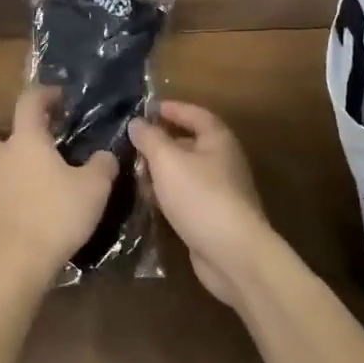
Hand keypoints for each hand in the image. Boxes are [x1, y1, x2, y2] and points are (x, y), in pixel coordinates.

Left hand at [0, 86, 118, 290]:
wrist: (18, 263)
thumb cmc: (57, 215)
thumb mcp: (94, 188)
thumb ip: (102, 166)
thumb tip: (106, 155)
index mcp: (26, 142)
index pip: (29, 102)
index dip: (43, 94)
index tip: (57, 97)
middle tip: (17, 143)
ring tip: (2, 177)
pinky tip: (1, 210)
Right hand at [128, 101, 285, 307]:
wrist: (232, 254)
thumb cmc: (200, 197)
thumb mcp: (168, 161)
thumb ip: (150, 139)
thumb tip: (137, 122)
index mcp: (218, 139)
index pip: (194, 113)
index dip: (170, 108)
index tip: (145, 109)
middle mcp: (222, 160)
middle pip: (188, 142)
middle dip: (160, 142)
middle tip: (131, 144)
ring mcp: (219, 190)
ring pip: (185, 171)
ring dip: (160, 170)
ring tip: (132, 173)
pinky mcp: (212, 216)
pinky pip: (185, 196)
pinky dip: (167, 194)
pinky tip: (148, 200)